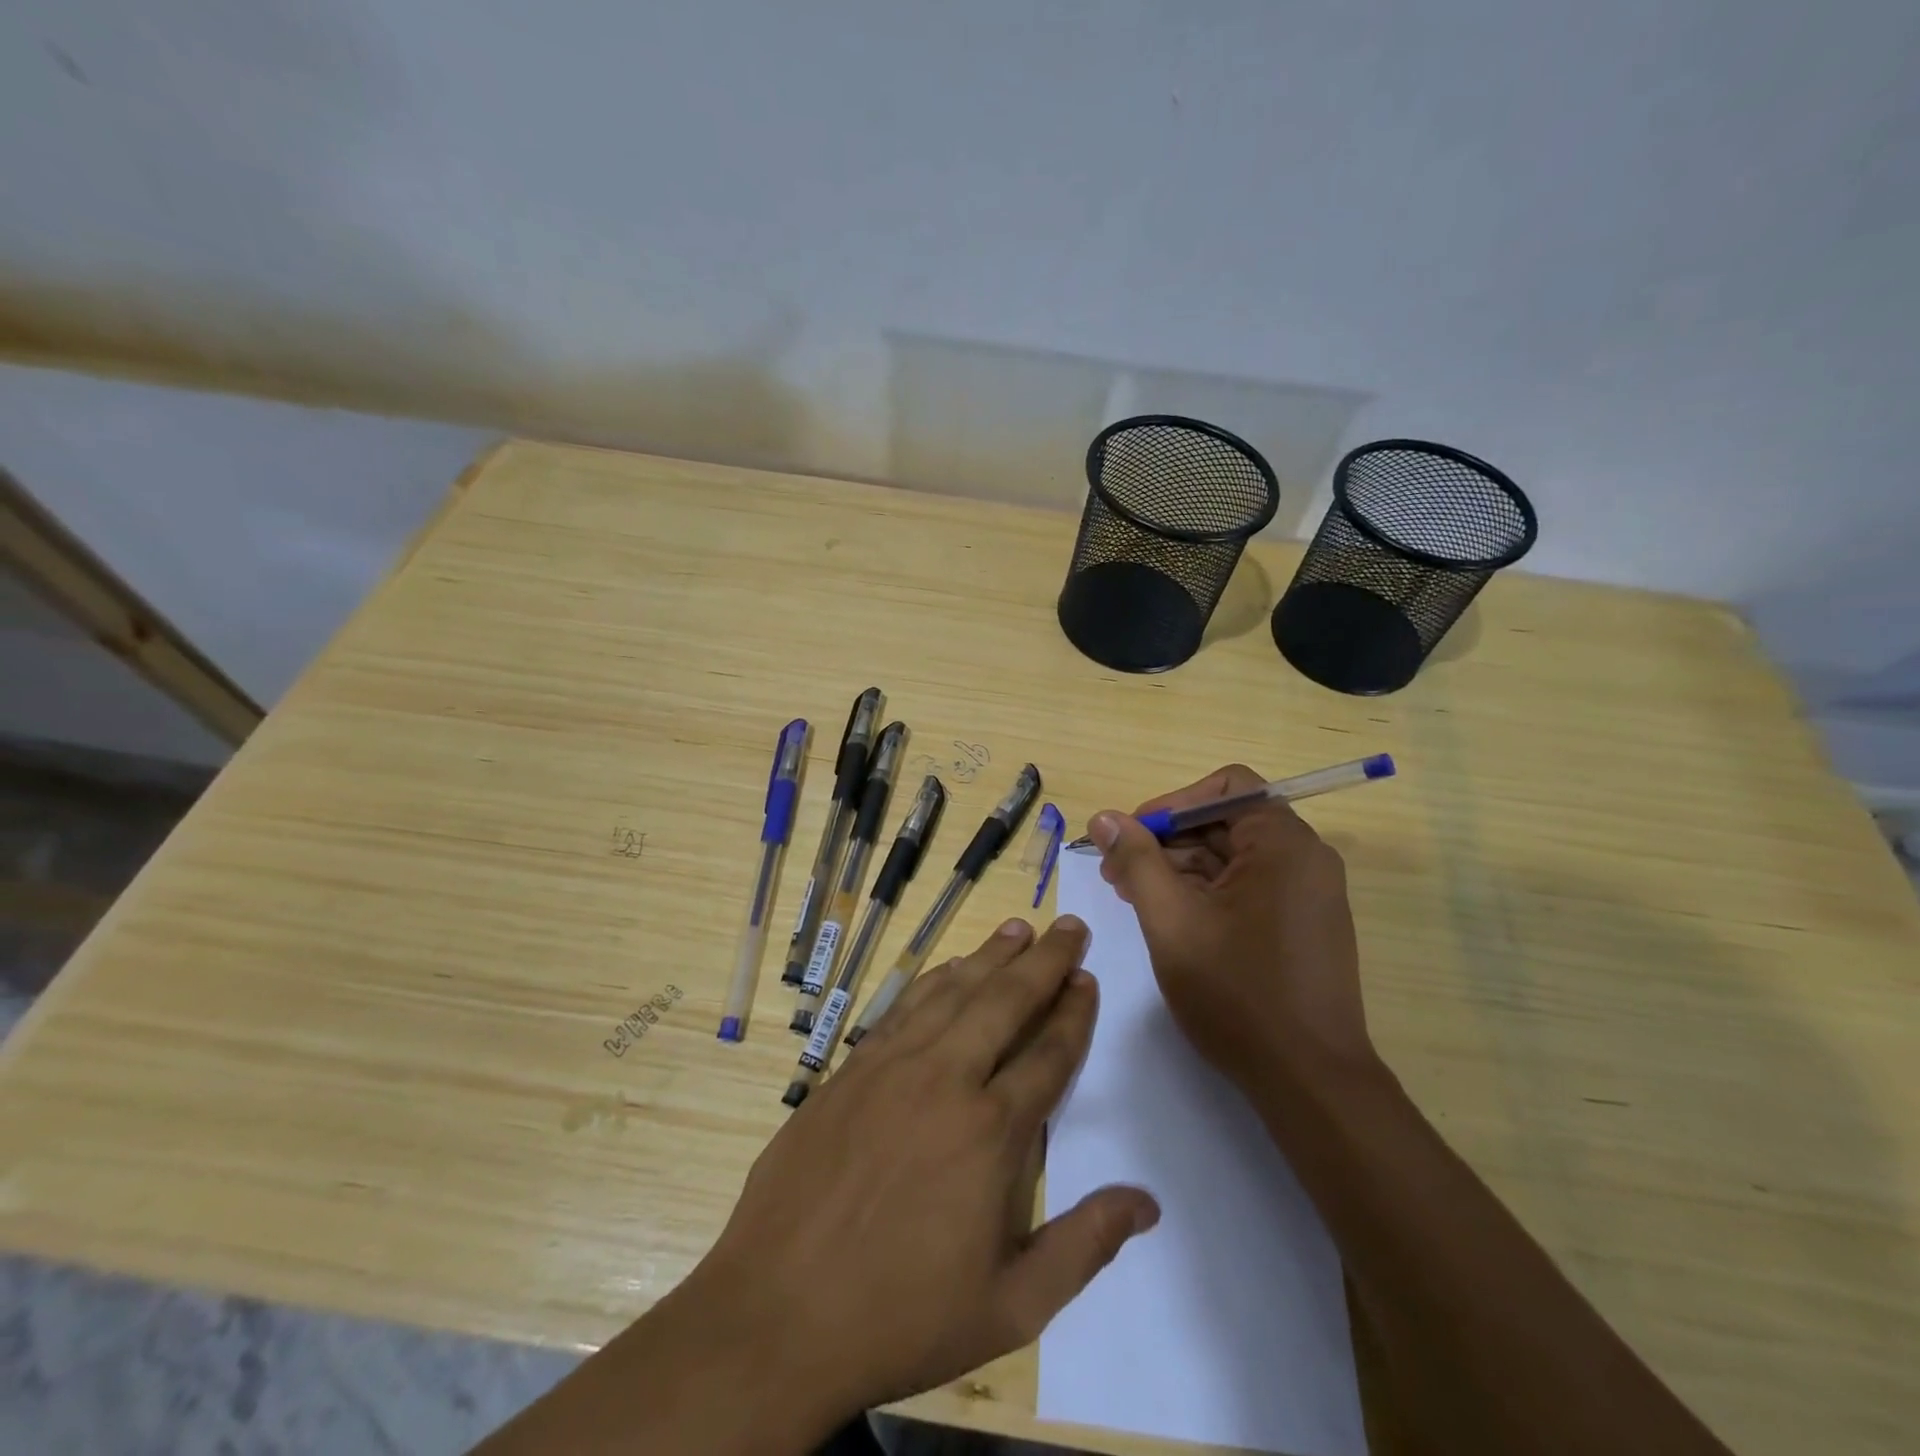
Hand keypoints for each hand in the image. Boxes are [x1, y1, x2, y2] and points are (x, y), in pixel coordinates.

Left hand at [693, 916, 1160, 1430]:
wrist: (778, 1313)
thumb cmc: (902, 1317)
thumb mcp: (1011, 1308)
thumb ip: (1083, 1247)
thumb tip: (1146, 1201)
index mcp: (990, 1132)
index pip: (1049, 1053)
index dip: (1074, 1012)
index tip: (1088, 979)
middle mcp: (946, 1080)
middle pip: (1007, 1002)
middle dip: (1045, 961)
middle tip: (1069, 926)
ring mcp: (893, 1066)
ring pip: (955, 992)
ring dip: (992, 956)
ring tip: (1019, 928)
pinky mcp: (851, 1068)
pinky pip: (904, 1007)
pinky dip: (935, 979)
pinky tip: (951, 966)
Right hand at [1087, 764, 1375, 1091]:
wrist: (1309, 1082)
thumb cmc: (1237, 993)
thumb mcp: (1171, 920)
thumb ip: (1136, 860)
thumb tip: (1105, 817)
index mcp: (1282, 844)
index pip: (1224, 787)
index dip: (1170, 804)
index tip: (1130, 837)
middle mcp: (1304, 858)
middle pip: (1225, 822)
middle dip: (1166, 841)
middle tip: (1116, 874)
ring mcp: (1308, 893)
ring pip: (1233, 858)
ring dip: (1180, 869)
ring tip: (1134, 899)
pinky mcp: (1303, 924)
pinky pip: (1248, 887)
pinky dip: (1206, 893)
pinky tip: (1171, 919)